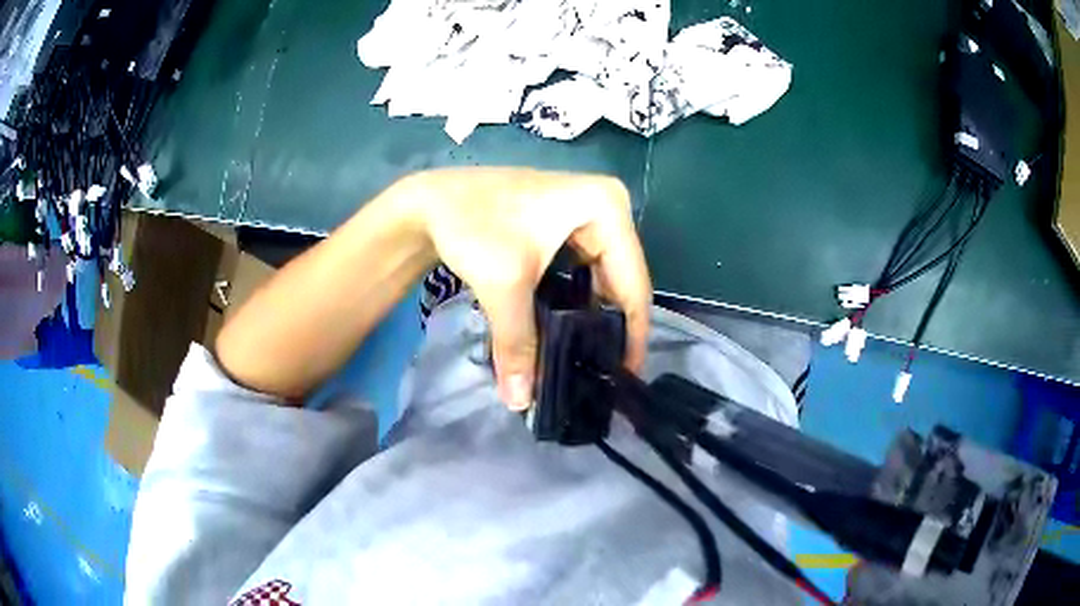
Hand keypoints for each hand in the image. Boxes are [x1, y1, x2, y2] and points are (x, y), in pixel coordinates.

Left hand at [408, 168, 651, 410]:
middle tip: (602, 377)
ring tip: (586, 364)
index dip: (631, 334)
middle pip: (620, 281)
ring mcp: (586, 215)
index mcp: (607, 207)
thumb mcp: (503, 284)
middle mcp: (607, 207)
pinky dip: (574, 303)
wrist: (427, 200)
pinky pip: (582, 272)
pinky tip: (566, 335)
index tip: (623, 378)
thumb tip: (520, 403)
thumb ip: (517, 344)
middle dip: (608, 330)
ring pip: (601, 279)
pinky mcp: (566, 227)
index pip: (633, 282)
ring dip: (590, 319)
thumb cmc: (471, 225)